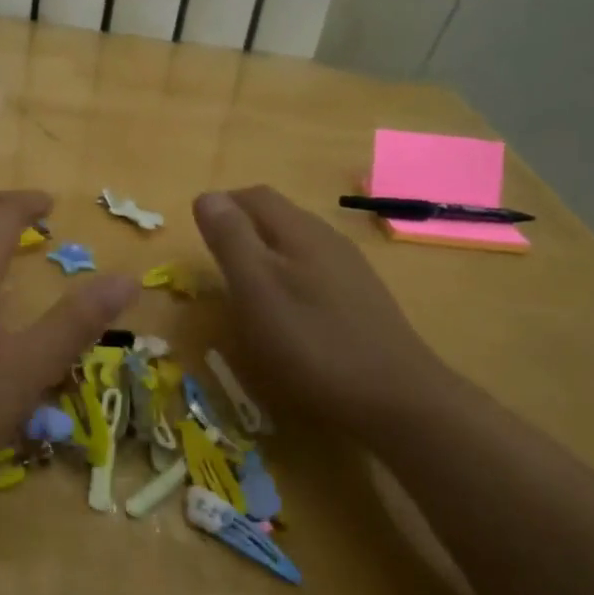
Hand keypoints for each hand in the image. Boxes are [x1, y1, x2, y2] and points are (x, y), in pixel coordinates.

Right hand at [193, 187, 455, 434]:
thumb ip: (231, 240)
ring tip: (244, 286)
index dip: (222, 205)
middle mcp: (328, 239)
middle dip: (243, 228)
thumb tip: (207, 195)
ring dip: (266, 253)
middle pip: (278, 216)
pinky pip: (315, 271)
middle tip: (214, 261)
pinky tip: (286, 312)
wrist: (396, 400)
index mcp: (299, 230)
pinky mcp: (362, 299)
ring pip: (297, 244)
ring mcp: (350, 269)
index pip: (255, 196)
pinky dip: (289, 278)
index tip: (197, 234)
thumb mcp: (256, 290)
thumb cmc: (312, 344)